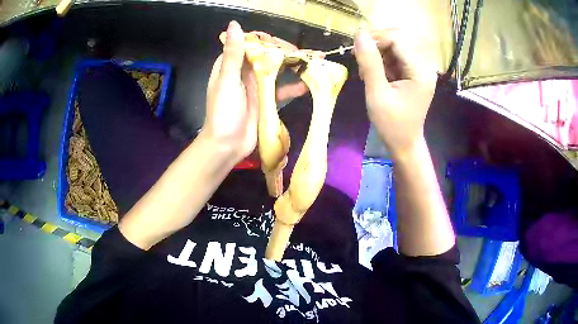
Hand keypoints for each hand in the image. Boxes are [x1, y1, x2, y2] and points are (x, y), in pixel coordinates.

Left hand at [203, 24, 314, 163]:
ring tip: (314, 63)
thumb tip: (234, 25)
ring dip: (293, 67)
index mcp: (232, 65)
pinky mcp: (265, 100)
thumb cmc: (223, 113)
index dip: (268, 41)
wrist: (226, 146)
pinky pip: (280, 89)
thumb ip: (233, 54)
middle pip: (267, 57)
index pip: (251, 45)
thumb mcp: (228, 80)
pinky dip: (293, 87)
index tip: (284, 44)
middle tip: (307, 54)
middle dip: (286, 53)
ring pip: (276, 71)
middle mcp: (244, 72)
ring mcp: (255, 86)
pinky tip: (308, 86)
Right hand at [354, 29, 437, 158]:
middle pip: (398, 39)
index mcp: (420, 71)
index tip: (357, 50)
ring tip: (367, 73)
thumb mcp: (377, 94)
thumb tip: (359, 34)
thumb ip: (369, 63)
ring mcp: (420, 70)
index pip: (398, 39)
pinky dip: (382, 61)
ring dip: (378, 54)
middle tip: (361, 62)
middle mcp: (424, 66)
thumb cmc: (392, 124)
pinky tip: (375, 75)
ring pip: (396, 47)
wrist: (404, 144)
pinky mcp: (415, 73)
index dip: (376, 38)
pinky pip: (396, 57)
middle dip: (377, 45)